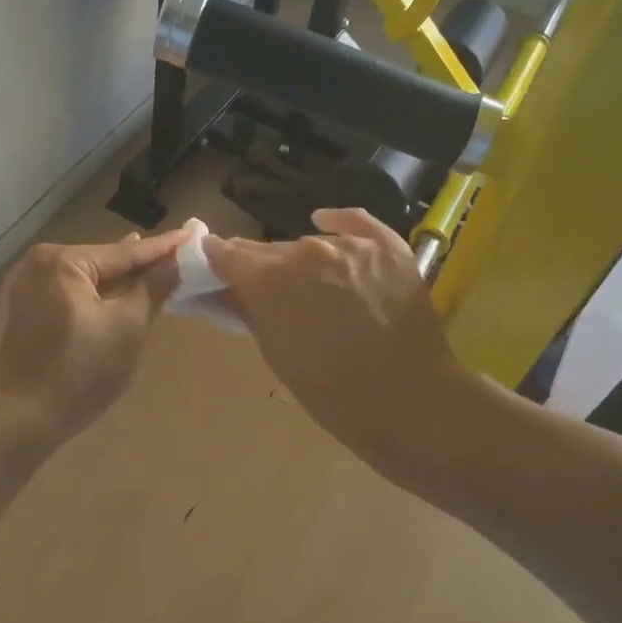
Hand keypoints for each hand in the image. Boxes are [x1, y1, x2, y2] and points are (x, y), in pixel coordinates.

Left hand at [0, 228, 187, 443]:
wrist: (21, 420)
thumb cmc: (80, 372)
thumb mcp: (127, 327)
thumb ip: (154, 287)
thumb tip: (178, 259)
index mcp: (62, 261)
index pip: (125, 253)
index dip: (163, 248)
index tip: (193, 234)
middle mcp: (37, 263)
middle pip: (102, 261)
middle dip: (137, 263)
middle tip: (176, 255)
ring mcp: (23, 286)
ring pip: (83, 278)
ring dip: (115, 280)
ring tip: (150, 268)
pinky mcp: (19, 310)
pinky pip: (66, 293)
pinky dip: (91, 294)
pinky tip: (111, 293)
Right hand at [204, 208, 467, 461]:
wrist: (408, 400)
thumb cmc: (331, 392)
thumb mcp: (276, 354)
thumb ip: (248, 311)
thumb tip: (225, 289)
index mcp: (270, 278)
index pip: (228, 254)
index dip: (217, 262)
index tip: (213, 270)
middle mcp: (306, 249)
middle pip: (270, 250)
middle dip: (261, 268)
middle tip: (263, 290)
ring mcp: (351, 244)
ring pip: (310, 243)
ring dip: (301, 259)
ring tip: (308, 284)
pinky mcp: (388, 246)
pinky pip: (355, 223)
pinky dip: (338, 224)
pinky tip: (325, 222)